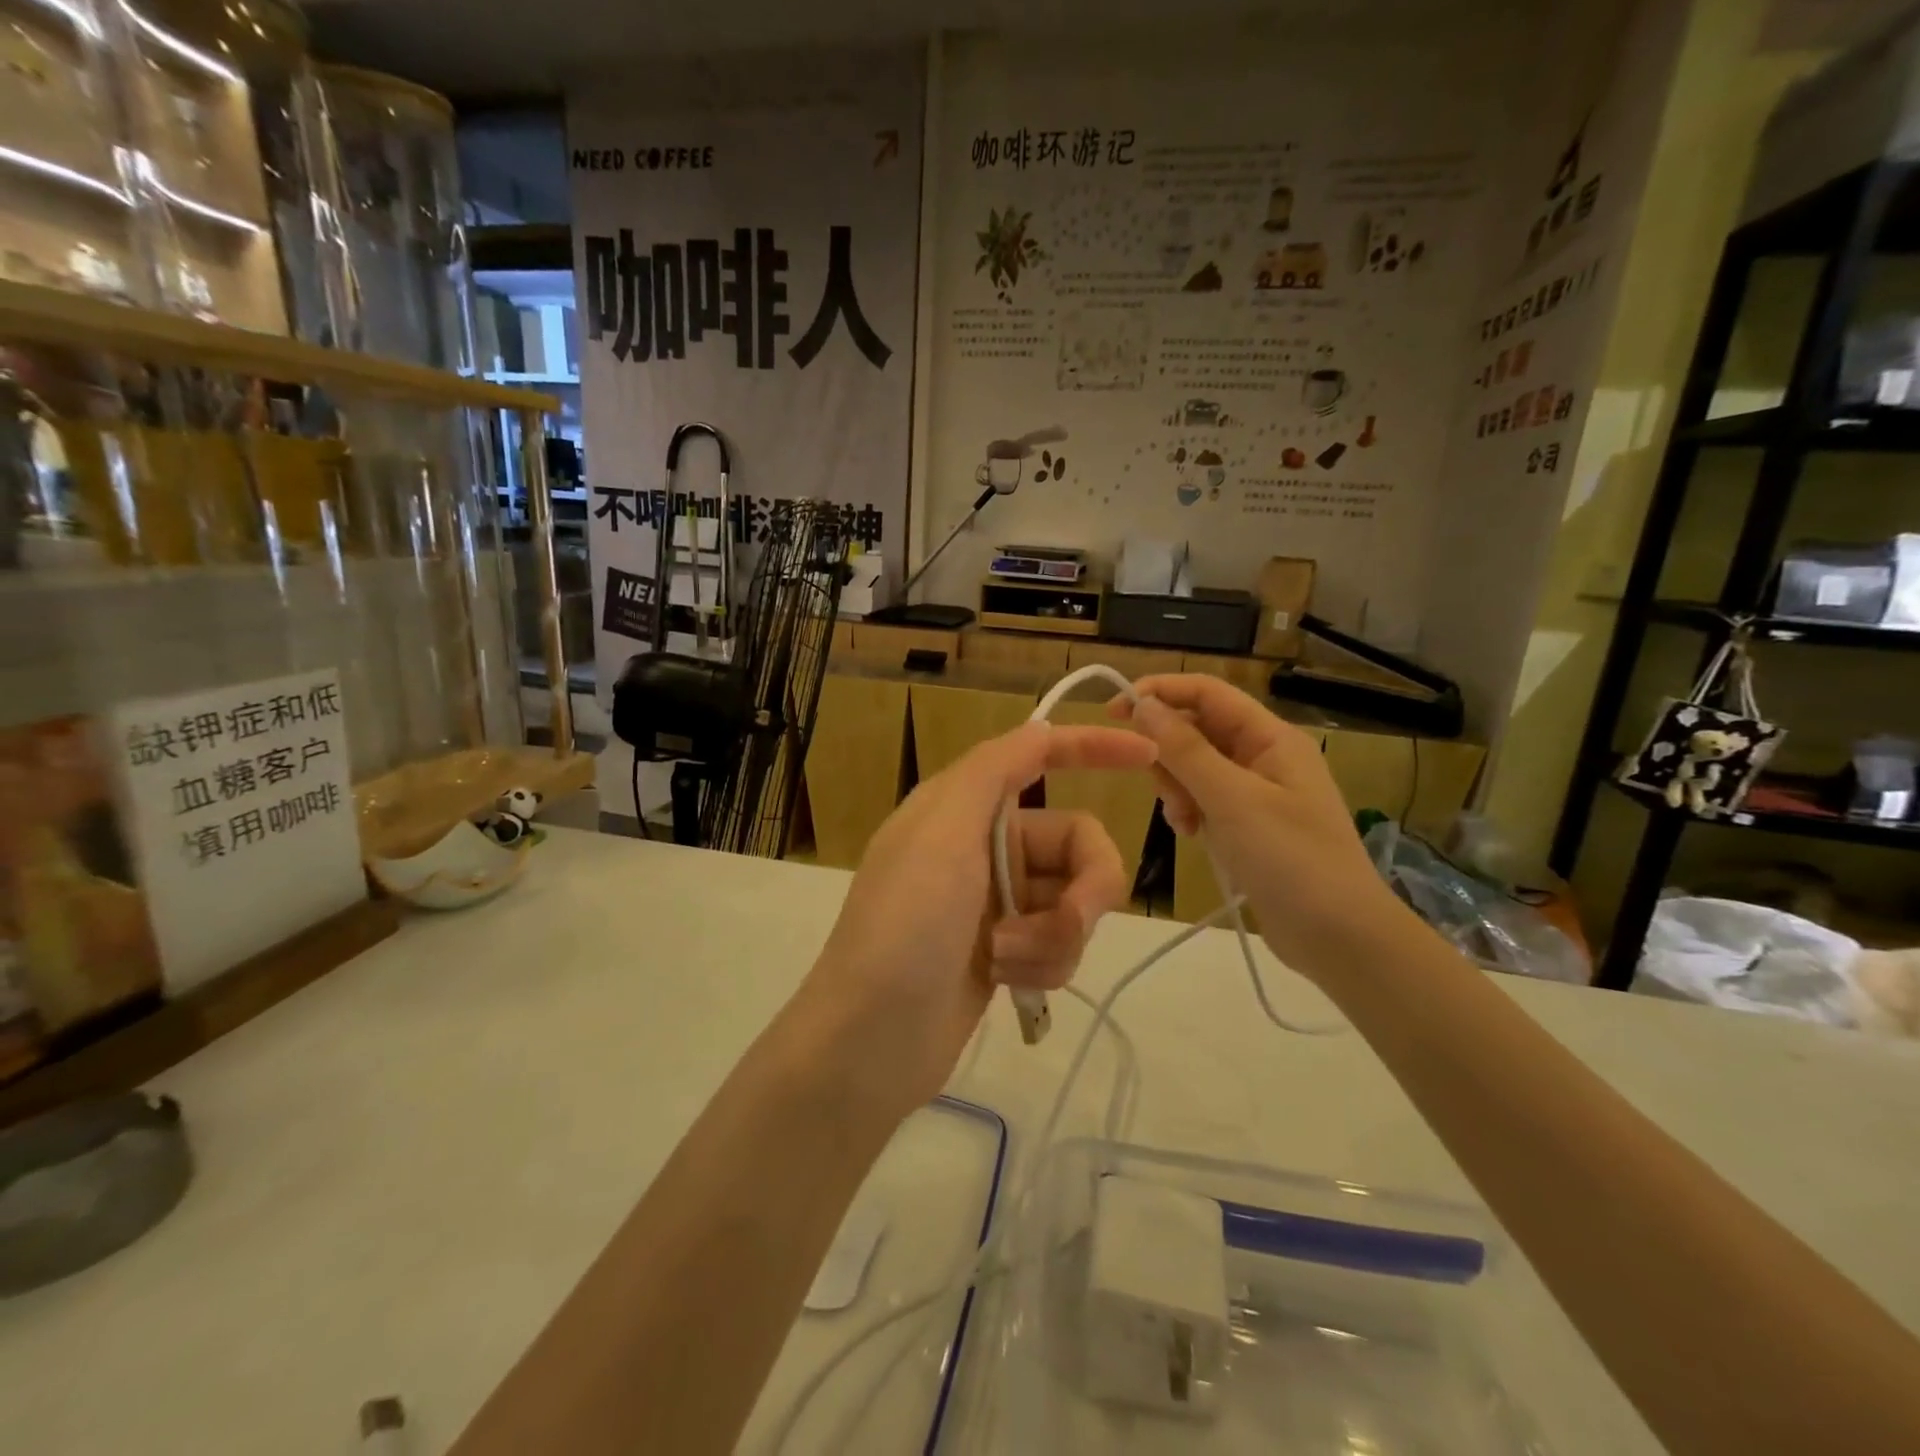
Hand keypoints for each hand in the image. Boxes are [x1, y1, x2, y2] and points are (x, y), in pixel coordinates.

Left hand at [798, 721, 1154, 1117]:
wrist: (870, 1039)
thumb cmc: (904, 924)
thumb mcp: (941, 831)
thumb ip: (992, 770)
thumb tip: (1037, 729)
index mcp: (964, 806)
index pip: (1038, 757)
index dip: (1093, 748)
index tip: (1149, 756)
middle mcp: (984, 847)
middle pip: (1078, 843)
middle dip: (1085, 887)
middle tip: (1072, 919)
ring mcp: (997, 903)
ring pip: (1075, 902)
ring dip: (1054, 936)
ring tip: (1007, 960)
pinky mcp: (1006, 952)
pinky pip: (1060, 944)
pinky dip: (1043, 963)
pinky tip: (1006, 982)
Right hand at [1113, 676, 1412, 980]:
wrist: (1340, 938)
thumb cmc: (1292, 860)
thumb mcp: (1233, 800)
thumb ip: (1185, 750)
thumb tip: (1143, 704)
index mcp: (1270, 737)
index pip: (1206, 692)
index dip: (1159, 693)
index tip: (1113, 712)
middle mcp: (1262, 755)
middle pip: (1196, 729)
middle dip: (1168, 753)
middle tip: (1163, 791)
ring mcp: (1255, 791)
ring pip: (1194, 767)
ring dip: (1176, 787)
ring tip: (1184, 822)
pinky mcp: (1247, 824)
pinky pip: (1203, 799)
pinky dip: (1189, 811)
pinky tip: (1192, 835)